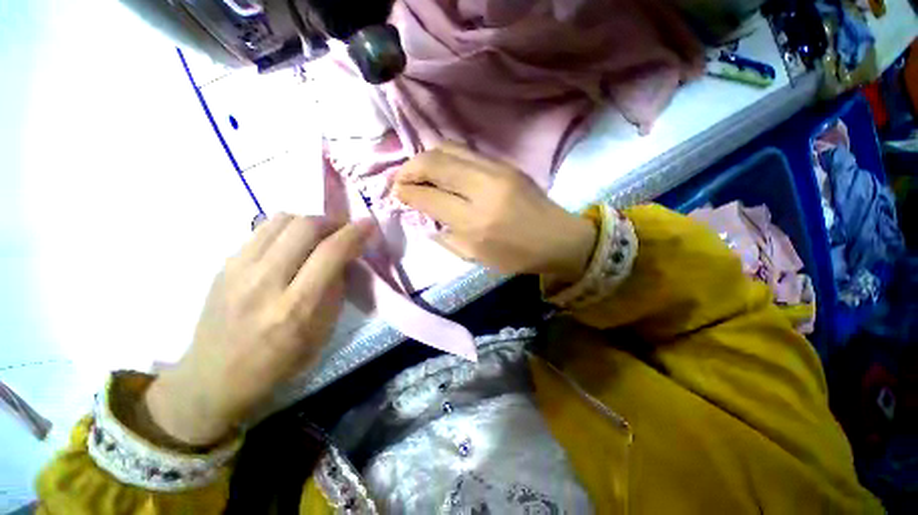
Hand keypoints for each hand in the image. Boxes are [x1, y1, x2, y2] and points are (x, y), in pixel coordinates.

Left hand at [144, 215, 373, 445]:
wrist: (214, 377)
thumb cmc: (279, 362)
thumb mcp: (322, 332)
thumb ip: (336, 290)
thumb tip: (345, 257)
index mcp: (296, 307)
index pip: (331, 253)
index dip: (355, 233)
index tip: (368, 224)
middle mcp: (264, 282)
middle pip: (304, 226)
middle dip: (332, 222)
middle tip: (342, 230)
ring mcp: (238, 270)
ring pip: (281, 220)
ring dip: (309, 222)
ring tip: (318, 236)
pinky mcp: (223, 264)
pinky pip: (261, 230)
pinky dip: (286, 229)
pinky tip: (291, 245)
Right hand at [393, 143, 596, 284]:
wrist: (558, 239)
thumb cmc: (516, 256)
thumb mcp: (475, 256)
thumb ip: (445, 235)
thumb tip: (422, 215)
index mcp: (474, 222)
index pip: (428, 196)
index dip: (406, 192)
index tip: (396, 193)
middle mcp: (482, 189)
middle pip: (434, 163)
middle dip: (409, 168)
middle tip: (400, 180)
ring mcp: (496, 171)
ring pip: (448, 149)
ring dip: (425, 158)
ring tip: (417, 172)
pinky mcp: (505, 164)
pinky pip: (466, 152)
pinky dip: (445, 157)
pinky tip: (441, 169)